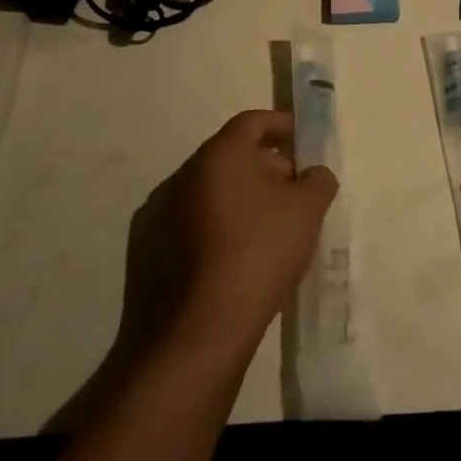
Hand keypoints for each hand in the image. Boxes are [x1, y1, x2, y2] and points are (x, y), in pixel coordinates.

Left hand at [174, 110, 337, 343]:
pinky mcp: (143, 255)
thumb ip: (317, 181)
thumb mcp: (306, 213)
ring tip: (267, 231)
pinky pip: (187, 227)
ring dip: (238, 201)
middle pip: (229, 158)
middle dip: (264, 168)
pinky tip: (233, 262)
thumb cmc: (255, 257)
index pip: (251, 122)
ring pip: (206, 194)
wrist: (190, 339)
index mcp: (217, 156)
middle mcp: (180, 176)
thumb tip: (313, 174)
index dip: (280, 125)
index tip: (302, 139)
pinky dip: (213, 230)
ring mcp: (155, 216)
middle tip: (293, 194)